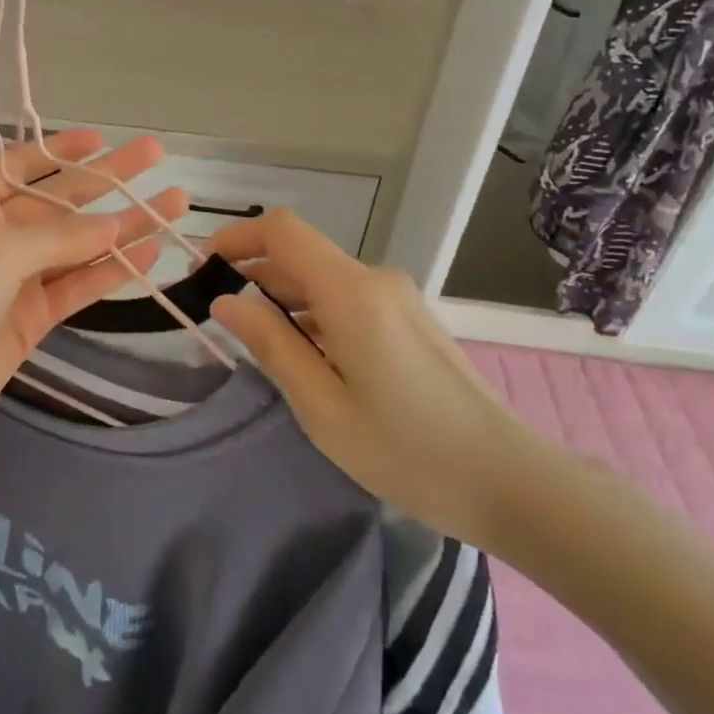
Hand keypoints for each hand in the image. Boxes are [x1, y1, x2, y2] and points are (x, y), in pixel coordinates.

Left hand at [0, 131, 185, 459]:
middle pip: (61, 198)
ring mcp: (14, 276)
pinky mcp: (30, 316)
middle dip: (108, 179)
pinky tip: (150, 254)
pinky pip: (77, 285)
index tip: (103, 138)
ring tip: (174, 204)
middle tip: (157, 154)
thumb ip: (61, 236)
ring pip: (78, 243)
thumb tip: (115, 224)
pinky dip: (111, 271)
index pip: (22, 163)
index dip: (63, 149)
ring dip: (124, 226)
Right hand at [209, 209, 548, 550]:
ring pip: (325, 279)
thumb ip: (271, 344)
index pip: (283, 231)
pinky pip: (350, 300)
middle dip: (254, 273)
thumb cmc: (407, 450)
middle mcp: (376, 280)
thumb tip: (226, 300)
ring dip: (284, 297)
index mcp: (351, 291)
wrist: (510, 482)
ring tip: (253, 339)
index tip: (203, 268)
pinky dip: (315, 313)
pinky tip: (304, 354)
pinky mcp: (411, 321)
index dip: (237, 238)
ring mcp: (399, 299)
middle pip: (302, 255)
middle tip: (216, 314)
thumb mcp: (322, 406)